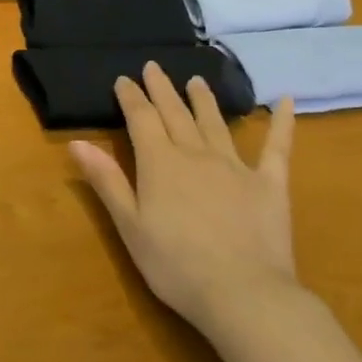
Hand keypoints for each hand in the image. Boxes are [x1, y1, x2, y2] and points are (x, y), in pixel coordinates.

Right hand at [69, 62, 297, 335]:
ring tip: (196, 81)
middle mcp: (196, 154)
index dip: (131, 97)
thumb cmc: (175, 265)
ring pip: (215, 123)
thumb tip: (78, 142)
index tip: (124, 79)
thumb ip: (106, 180)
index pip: (141, 119)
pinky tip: (284, 100)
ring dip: (203, 100)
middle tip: (154, 67)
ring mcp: (236, 167)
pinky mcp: (270, 185)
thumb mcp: (129, 225)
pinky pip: (278, 147)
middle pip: (176, 114)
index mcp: (160, 163)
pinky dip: (281, 122)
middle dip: (162, 89)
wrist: (244, 295)